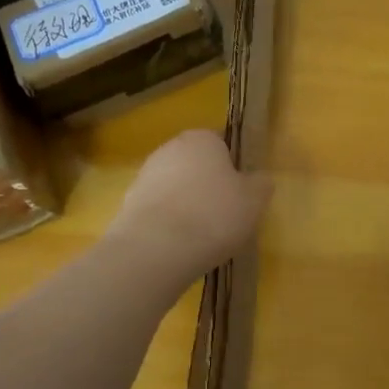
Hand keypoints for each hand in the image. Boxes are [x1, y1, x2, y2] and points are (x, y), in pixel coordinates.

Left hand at [109, 130, 271, 281]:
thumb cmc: (214, 215)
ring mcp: (144, 176)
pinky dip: (168, 223)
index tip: (240, 193)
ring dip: (186, 204)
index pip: (221, 144)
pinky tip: (178, 245)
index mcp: (201, 139)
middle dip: (207, 185)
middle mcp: (169, 149)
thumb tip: (259, 179)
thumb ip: (260, 184)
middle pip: (195, 164)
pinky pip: (158, 210)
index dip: (233, 168)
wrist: (156, 249)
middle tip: (224, 215)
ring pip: (174, 187)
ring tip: (201, 236)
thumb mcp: (255, 200)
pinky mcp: (127, 205)